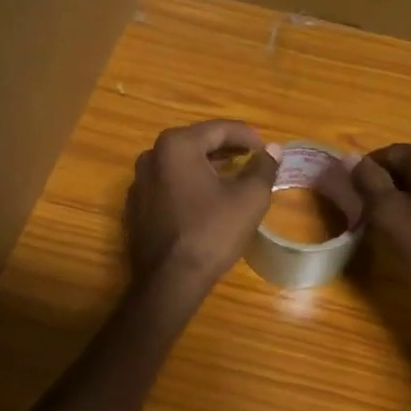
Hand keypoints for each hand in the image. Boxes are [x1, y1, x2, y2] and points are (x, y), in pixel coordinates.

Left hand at [127, 120, 279, 295]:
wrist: (169, 281)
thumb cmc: (212, 233)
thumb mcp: (249, 199)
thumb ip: (263, 168)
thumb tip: (273, 150)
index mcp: (177, 145)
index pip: (220, 129)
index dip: (248, 137)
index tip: (267, 150)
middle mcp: (152, 155)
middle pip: (197, 143)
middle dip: (227, 150)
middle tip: (253, 160)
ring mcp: (139, 182)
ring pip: (181, 165)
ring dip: (208, 167)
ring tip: (233, 179)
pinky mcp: (136, 206)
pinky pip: (169, 185)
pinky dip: (190, 186)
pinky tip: (207, 202)